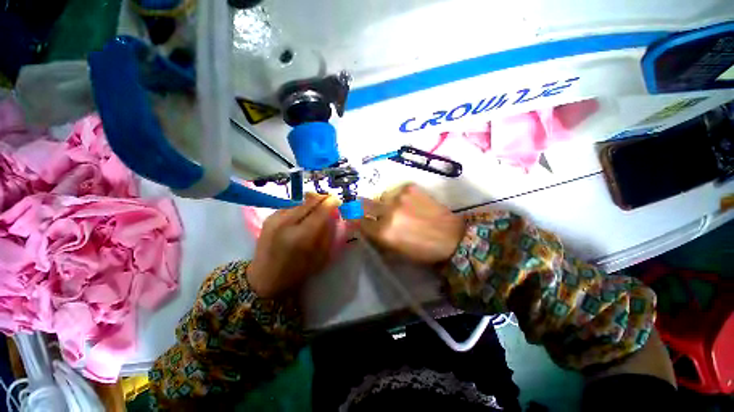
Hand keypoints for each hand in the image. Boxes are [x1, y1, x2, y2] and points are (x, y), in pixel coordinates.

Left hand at [247, 193, 339, 297]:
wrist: (265, 278)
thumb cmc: (297, 272)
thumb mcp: (320, 256)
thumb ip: (328, 233)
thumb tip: (333, 215)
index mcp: (301, 237)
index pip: (320, 211)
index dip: (331, 202)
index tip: (338, 201)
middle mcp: (287, 223)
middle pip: (309, 201)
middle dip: (322, 199)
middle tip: (329, 201)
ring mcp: (275, 219)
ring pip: (300, 202)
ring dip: (311, 204)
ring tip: (316, 210)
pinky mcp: (269, 218)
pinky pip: (290, 207)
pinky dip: (300, 208)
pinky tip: (302, 217)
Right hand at [359, 184, 464, 263]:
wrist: (452, 236)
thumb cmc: (423, 250)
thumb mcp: (396, 252)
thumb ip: (377, 239)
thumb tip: (364, 227)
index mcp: (384, 232)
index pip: (357, 221)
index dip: (353, 218)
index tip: (352, 215)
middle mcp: (388, 212)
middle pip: (363, 203)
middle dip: (362, 206)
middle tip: (368, 208)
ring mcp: (399, 197)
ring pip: (381, 196)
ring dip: (384, 202)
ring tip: (396, 207)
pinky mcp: (410, 187)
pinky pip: (396, 190)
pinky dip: (398, 196)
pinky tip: (409, 203)